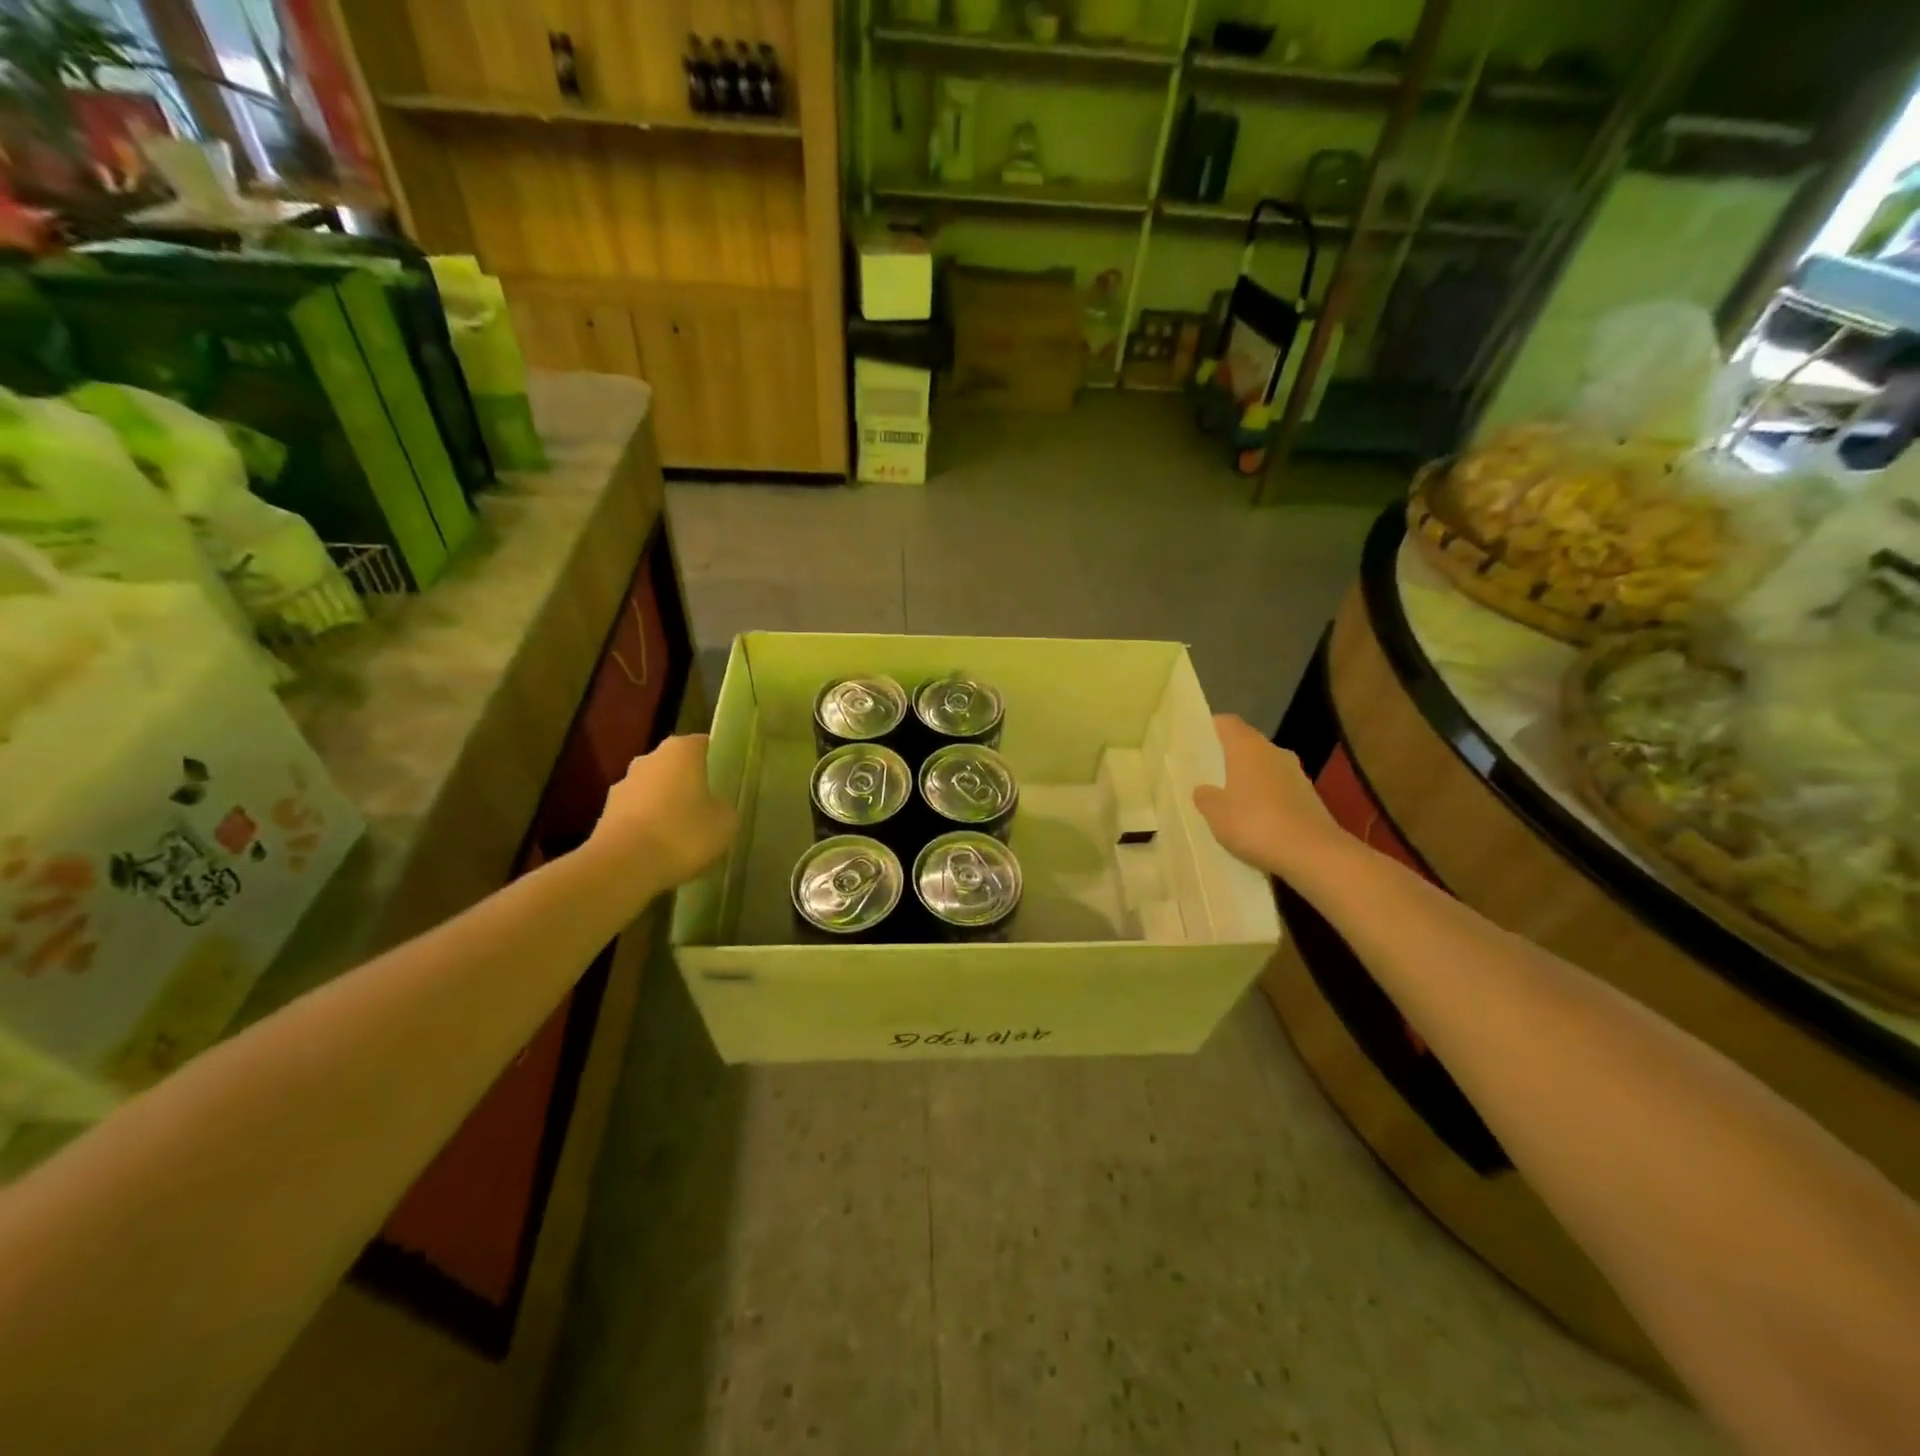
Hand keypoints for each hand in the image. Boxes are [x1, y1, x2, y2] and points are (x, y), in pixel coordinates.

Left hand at [591, 734, 737, 891]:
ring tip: (684, 834)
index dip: (718, 762)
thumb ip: (724, 807)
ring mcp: (623, 785)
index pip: (705, 745)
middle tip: (710, 808)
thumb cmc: (682, 833)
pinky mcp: (606, 814)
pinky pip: (637, 814)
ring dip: (667, 805)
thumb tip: (716, 807)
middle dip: (690, 784)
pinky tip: (661, 850)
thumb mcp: (725, 822)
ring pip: (654, 790)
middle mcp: (649, 758)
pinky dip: (648, 826)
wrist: (622, 867)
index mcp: (681, 750)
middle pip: (676, 767)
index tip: (728, 782)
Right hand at [1192, 714, 1344, 883]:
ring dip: (1248, 779)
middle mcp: (1274, 752)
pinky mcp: (1309, 798)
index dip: (1211, 728)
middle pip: (1247, 745)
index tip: (1196, 741)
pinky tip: (1254, 820)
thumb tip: (1204, 789)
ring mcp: (1296, 775)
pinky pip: (1279, 790)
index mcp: (1248, 747)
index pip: (1227, 723)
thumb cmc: (1255, 823)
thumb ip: (1205, 796)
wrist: (1313, 854)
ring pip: (1264, 768)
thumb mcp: (1216, 813)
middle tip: (1206, 774)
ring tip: (1228, 800)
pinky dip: (1266, 799)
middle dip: (1228, 757)